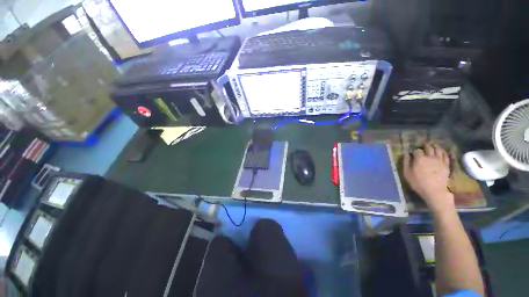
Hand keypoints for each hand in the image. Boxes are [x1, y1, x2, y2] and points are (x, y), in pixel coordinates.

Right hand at [403, 144, 454, 213]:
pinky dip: (444, 152)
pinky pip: (446, 156)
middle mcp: (430, 157)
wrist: (435, 191)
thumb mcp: (407, 173)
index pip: (417, 150)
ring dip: (435, 147)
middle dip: (425, 146)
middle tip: (423, 146)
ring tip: (433, 146)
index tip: (413, 153)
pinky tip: (443, 152)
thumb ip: (406, 162)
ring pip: (439, 150)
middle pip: (429, 148)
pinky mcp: (447, 165)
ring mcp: (440, 160)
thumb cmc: (418, 183)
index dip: (415, 151)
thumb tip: (406, 154)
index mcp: (420, 158)